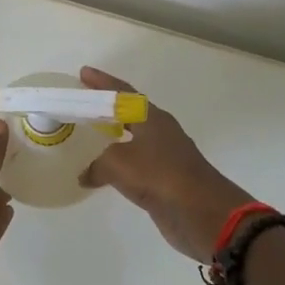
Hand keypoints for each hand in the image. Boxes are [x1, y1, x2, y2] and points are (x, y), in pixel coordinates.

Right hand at [76, 66, 252, 261]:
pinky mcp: (164, 181)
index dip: (103, 82)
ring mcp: (164, 157)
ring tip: (88, 135)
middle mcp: (160, 132)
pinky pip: (133, 165)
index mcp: (152, 118)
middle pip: (129, 113)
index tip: (84, 73)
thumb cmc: (161, 176)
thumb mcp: (119, 163)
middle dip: (106, 107)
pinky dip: (116, 164)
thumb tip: (86, 175)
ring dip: (111, 136)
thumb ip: (97, 164)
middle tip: (83, 103)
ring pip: (131, 139)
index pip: (123, 93)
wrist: (202, 212)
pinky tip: (101, 172)